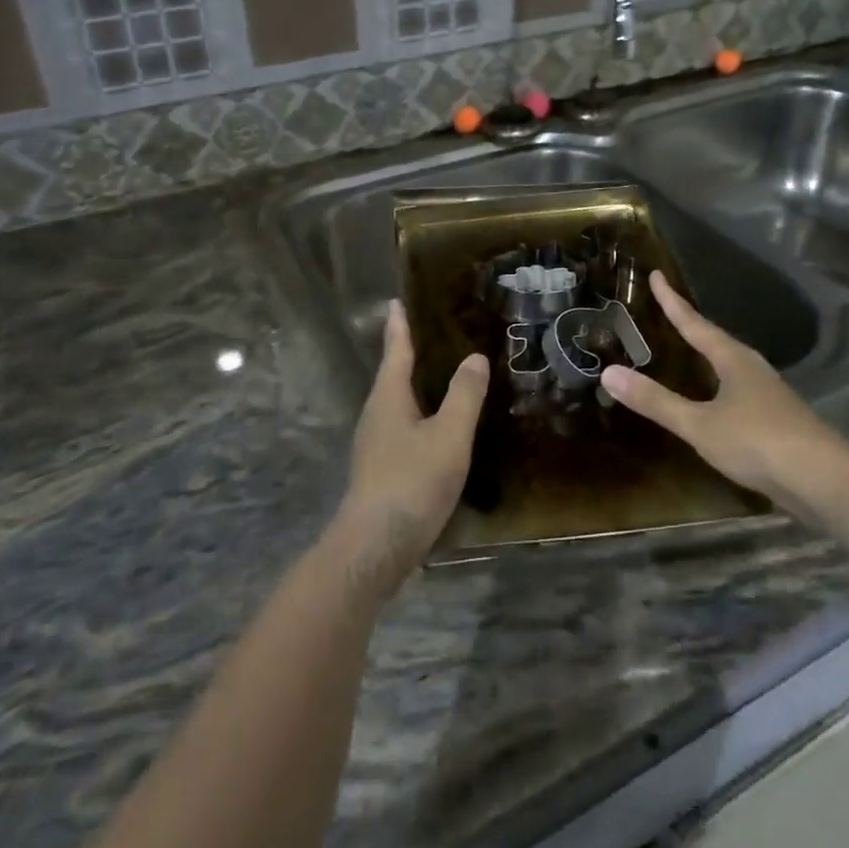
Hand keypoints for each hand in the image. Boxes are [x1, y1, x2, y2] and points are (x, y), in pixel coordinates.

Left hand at [333, 299, 487, 589]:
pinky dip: (418, 413)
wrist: (374, 547)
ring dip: (414, 384)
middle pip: (393, 375)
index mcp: (389, 398)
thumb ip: (463, 396)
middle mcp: (376, 414)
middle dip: (408, 353)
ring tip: (439, 373)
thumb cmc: (412, 482)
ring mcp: (375, 443)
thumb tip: (474, 357)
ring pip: (396, 402)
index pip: (396, 350)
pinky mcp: (380, 468)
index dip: (399, 326)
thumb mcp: (448, 436)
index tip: (397, 301)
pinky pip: (402, 426)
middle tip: (431, 331)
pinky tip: (436, 425)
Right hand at [603, 272, 848, 510]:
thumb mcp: (700, 423)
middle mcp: (752, 369)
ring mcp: (769, 395)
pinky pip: (738, 391)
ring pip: (730, 366)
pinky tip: (716, 402)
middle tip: (669, 311)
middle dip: (692, 326)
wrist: (826, 481)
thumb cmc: (758, 442)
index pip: (695, 323)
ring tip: (690, 351)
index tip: (655, 275)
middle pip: (716, 340)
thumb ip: (656, 401)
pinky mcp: (778, 421)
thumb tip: (609, 372)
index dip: (672, 301)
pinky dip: (718, 386)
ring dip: (708, 356)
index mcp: (733, 360)